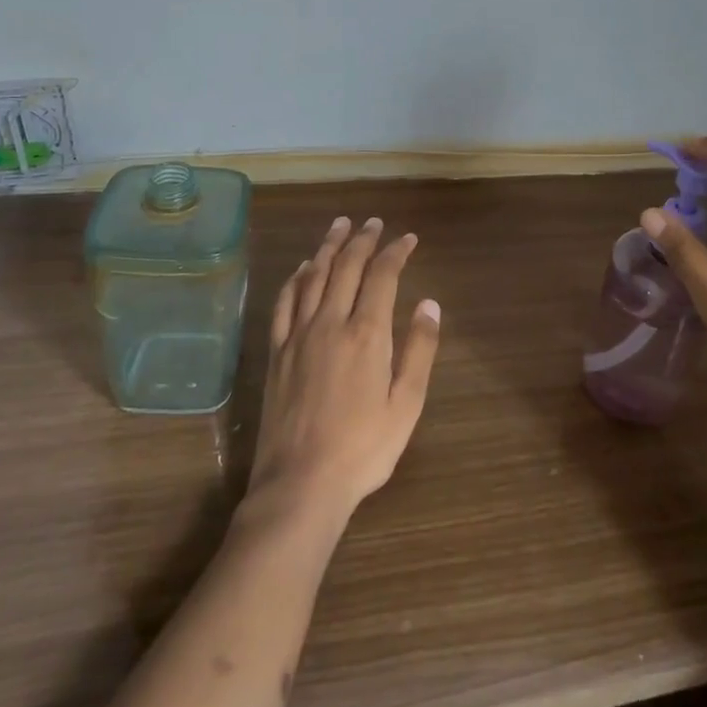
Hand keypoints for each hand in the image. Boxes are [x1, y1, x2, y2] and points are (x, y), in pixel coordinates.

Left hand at [247, 217, 442, 522]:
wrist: (300, 484)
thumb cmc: (363, 449)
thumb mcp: (406, 404)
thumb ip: (419, 350)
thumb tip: (429, 303)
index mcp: (367, 334)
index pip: (382, 275)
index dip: (396, 251)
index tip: (408, 238)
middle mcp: (330, 322)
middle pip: (346, 267)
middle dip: (362, 239)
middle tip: (373, 222)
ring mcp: (298, 335)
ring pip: (314, 276)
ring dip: (328, 247)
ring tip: (339, 226)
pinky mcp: (277, 351)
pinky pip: (285, 302)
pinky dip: (296, 277)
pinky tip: (303, 268)